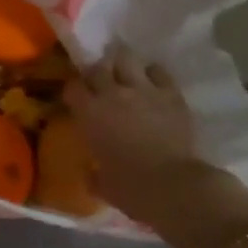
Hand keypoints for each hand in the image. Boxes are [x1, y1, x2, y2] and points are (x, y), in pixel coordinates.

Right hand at [64, 43, 207, 225]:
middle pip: (97, 67)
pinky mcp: (170, 93)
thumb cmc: (133, 189)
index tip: (77, 101)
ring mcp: (143, 89)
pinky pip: (158, 70)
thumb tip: (90, 173)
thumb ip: (93, 174)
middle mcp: (113, 93)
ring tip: (125, 74)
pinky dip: (153, 74)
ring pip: (126, 57)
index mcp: (90, 113)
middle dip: (97, 74)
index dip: (74, 92)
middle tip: (101, 86)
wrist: (175, 187)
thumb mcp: (104, 185)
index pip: (72, 87)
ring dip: (123, 64)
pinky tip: (153, 83)